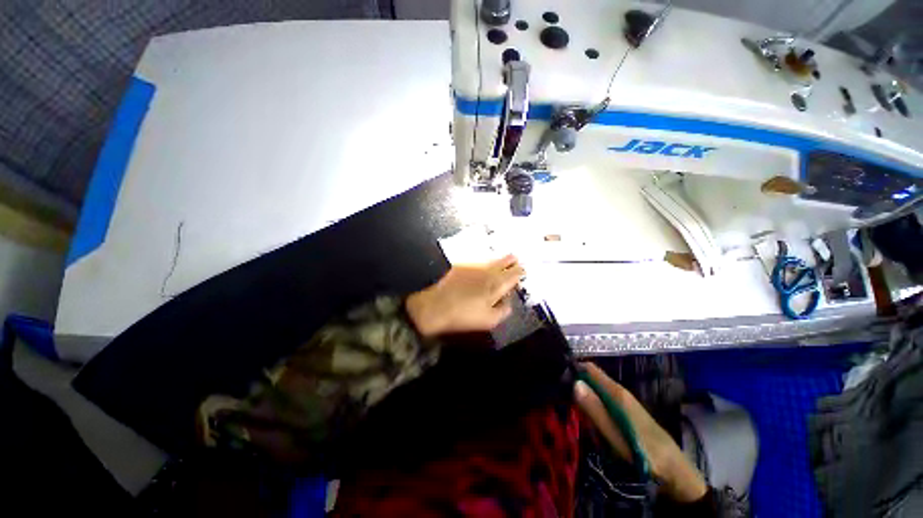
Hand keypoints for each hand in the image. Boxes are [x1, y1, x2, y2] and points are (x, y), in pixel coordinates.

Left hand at [405, 255, 524, 337]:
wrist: (434, 305)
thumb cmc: (463, 315)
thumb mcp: (489, 320)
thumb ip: (504, 310)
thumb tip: (508, 302)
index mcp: (498, 283)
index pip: (516, 272)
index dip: (521, 272)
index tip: (522, 273)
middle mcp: (489, 269)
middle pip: (507, 259)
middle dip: (513, 261)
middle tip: (515, 263)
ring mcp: (475, 264)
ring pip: (493, 258)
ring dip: (499, 260)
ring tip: (502, 262)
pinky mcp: (462, 264)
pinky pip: (479, 259)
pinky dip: (485, 262)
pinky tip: (482, 267)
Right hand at [574, 362, 707, 502]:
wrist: (674, 471)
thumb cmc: (643, 452)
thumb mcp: (615, 434)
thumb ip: (594, 409)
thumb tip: (574, 383)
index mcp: (616, 392)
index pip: (589, 368)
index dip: (573, 369)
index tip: (557, 380)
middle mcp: (619, 391)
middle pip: (591, 378)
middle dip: (576, 386)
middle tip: (563, 400)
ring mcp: (623, 401)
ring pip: (595, 391)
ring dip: (584, 399)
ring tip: (576, 414)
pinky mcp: (625, 411)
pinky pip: (602, 402)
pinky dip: (593, 408)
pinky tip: (592, 423)